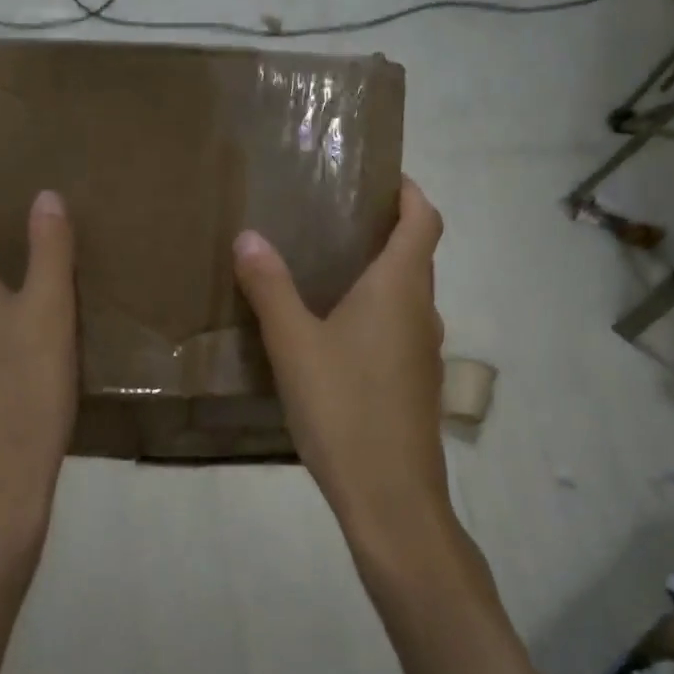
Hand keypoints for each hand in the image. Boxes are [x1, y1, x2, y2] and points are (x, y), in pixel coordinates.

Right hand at [233, 179, 451, 553]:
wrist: (389, 495)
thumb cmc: (343, 407)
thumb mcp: (293, 344)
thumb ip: (270, 288)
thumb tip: (249, 236)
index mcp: (400, 289)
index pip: (423, 220)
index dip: (409, 192)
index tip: (380, 178)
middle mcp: (422, 312)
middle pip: (415, 256)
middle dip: (383, 232)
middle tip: (332, 223)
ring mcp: (424, 352)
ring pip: (406, 297)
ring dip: (377, 277)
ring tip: (325, 274)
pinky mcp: (415, 385)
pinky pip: (398, 331)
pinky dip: (374, 315)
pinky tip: (333, 337)